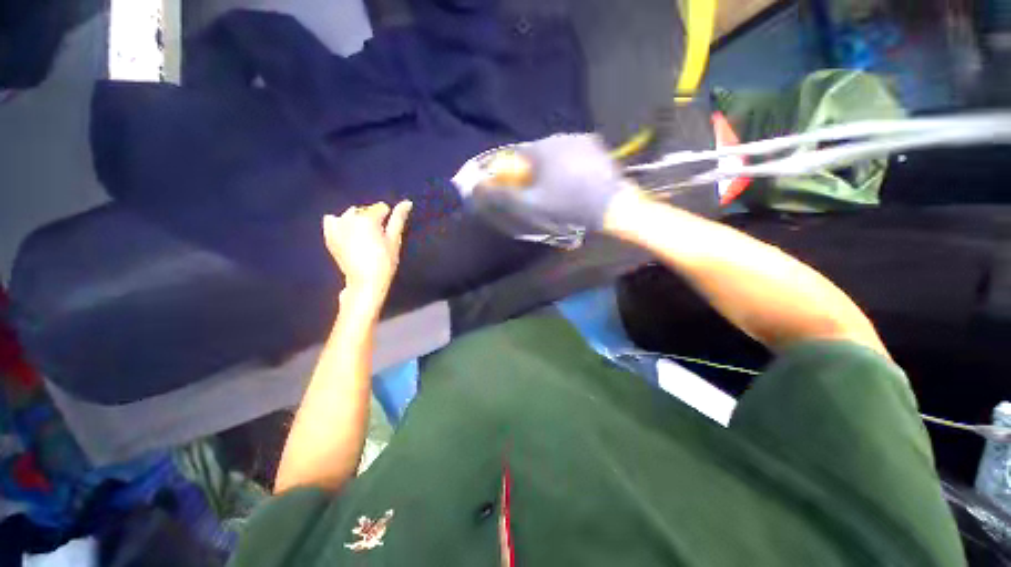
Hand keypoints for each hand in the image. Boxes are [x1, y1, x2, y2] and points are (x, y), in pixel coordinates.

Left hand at [323, 201, 411, 309]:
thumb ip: (398, 219)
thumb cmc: (385, 261)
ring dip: (357, 221)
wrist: (365, 281)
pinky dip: (340, 224)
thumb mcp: (394, 240)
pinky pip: (332, 220)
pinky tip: (347, 235)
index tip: (387, 234)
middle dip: (371, 220)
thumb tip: (407, 202)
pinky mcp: (328, 234)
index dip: (387, 219)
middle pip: (365, 210)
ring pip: (350, 214)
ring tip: (363, 239)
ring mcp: (336, 225)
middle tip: (376, 239)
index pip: (381, 207)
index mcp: (368, 218)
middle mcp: (349, 217)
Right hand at [476, 134, 626, 230]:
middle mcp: (561, 136)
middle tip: (536, 192)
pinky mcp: (597, 148)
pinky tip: (573, 182)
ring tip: (556, 189)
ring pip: (555, 153)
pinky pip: (572, 154)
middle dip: (531, 171)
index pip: (515, 154)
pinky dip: (567, 166)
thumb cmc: (569, 206)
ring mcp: (582, 140)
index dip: (510, 171)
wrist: (613, 207)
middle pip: (536, 153)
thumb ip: (503, 196)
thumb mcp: (531, 205)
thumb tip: (478, 187)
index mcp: (543, 147)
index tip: (514, 187)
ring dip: (550, 168)